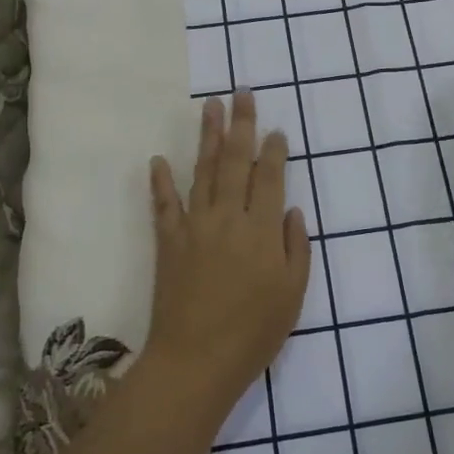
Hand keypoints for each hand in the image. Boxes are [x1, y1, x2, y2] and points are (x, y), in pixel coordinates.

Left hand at [144, 93, 311, 421]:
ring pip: (203, 171)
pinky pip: (164, 204)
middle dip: (241, 124)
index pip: (269, 177)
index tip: (276, 129)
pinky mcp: (168, 241)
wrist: (195, 361)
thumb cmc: (253, 332)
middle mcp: (228, 217)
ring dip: (208, 137)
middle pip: (236, 161)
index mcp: (261, 229)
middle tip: (242, 93)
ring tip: (210, 107)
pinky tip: (158, 160)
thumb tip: (290, 209)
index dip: (274, 150)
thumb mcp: (292, 294)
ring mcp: (195, 226)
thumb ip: (295, 247)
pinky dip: (160, 181)